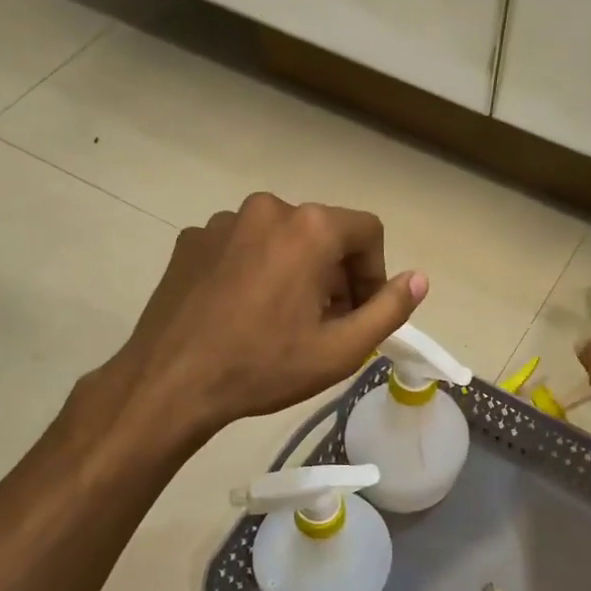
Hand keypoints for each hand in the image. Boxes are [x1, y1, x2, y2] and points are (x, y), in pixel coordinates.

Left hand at [112, 193, 425, 439]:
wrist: (171, 382)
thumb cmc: (264, 367)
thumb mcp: (341, 350)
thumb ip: (389, 309)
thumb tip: (419, 278)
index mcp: (309, 227)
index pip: (367, 232)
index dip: (375, 274)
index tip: (361, 314)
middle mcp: (267, 208)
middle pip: (323, 233)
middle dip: (335, 275)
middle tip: (326, 324)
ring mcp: (222, 221)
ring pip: (281, 239)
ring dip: (295, 272)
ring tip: (282, 322)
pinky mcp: (191, 240)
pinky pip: (242, 247)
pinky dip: (256, 271)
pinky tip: (242, 313)